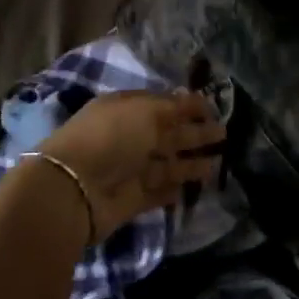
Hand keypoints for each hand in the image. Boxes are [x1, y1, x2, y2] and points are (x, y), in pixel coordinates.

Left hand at [36, 91, 223, 239]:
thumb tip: (192, 99)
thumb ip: (172, 107)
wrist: (74, 189)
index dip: (187, 105)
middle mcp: (127, 137)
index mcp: (125, 109)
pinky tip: (195, 188)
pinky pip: (158, 192)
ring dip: (190, 163)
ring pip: (166, 163)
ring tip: (218, 163)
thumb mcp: (144, 112)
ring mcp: (128, 169)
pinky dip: (174, 189)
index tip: (213, 108)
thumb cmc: (111, 138)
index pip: (161, 103)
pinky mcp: (131, 199)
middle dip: (195, 133)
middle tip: (224, 134)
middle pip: (167, 134)